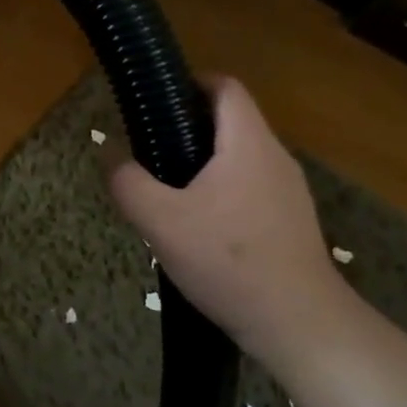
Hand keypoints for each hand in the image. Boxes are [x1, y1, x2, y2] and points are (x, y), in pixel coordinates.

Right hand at [109, 76, 343, 360]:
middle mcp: (276, 158)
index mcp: (248, 144)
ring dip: (205, 164)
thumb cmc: (228, 261)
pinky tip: (200, 229)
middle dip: (190, 128)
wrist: (297, 323)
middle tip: (151, 151)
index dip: (192, 82)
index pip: (226, 87)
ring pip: (241, 159)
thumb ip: (128, 182)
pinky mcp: (291, 223)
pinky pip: (251, 189)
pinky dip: (223, 193)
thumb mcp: (161, 221)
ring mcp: (289, 192)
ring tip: (168, 192)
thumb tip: (109, 153)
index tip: (158, 100)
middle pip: (232, 122)